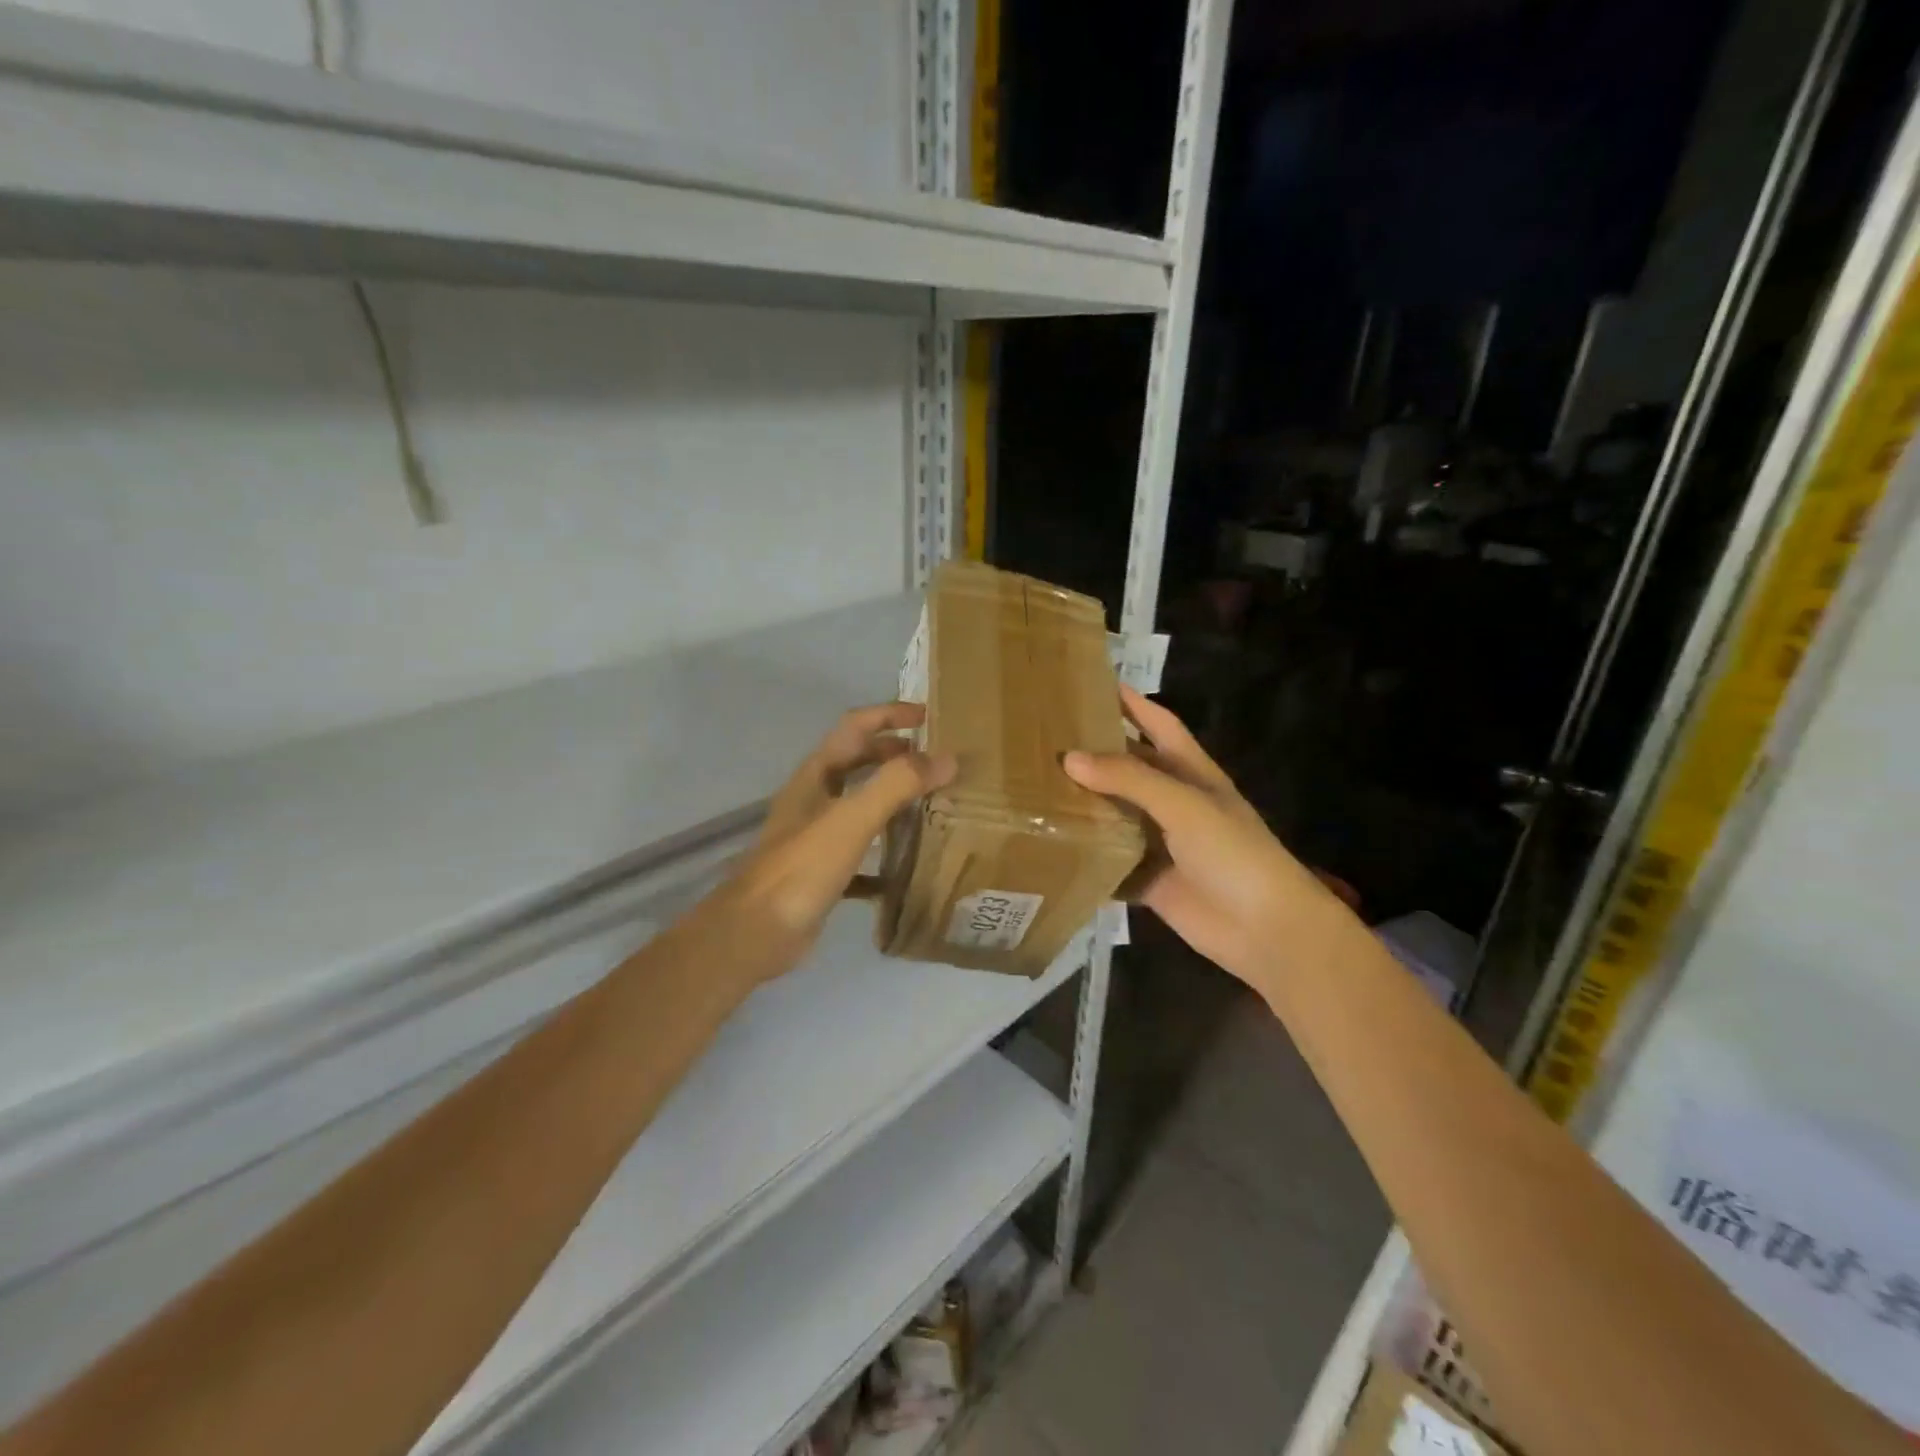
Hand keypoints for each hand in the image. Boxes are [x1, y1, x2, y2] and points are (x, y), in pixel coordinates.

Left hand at [689, 703, 954, 983]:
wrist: (755, 932)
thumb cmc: (802, 867)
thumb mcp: (851, 819)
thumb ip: (897, 785)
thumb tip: (947, 758)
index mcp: (816, 776)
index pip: (855, 727)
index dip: (889, 714)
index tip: (927, 715)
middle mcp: (814, 799)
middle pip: (857, 762)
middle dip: (894, 754)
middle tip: (935, 760)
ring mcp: (816, 837)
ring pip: (860, 805)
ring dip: (892, 798)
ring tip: (931, 804)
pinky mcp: (822, 872)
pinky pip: (860, 852)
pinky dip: (884, 851)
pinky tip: (908, 865)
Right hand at [1064, 687, 1346, 993]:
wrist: (1265, 929)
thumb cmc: (1232, 852)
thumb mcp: (1184, 804)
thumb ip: (1129, 779)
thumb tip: (1069, 758)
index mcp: (1190, 772)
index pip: (1158, 724)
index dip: (1131, 703)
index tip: (1091, 684)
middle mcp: (1173, 802)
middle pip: (1128, 769)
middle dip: (1093, 754)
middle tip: (1043, 740)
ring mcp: (1160, 842)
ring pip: (1114, 815)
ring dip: (1083, 805)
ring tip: (1033, 788)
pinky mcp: (1148, 879)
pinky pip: (1110, 862)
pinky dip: (1086, 855)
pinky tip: (1049, 846)